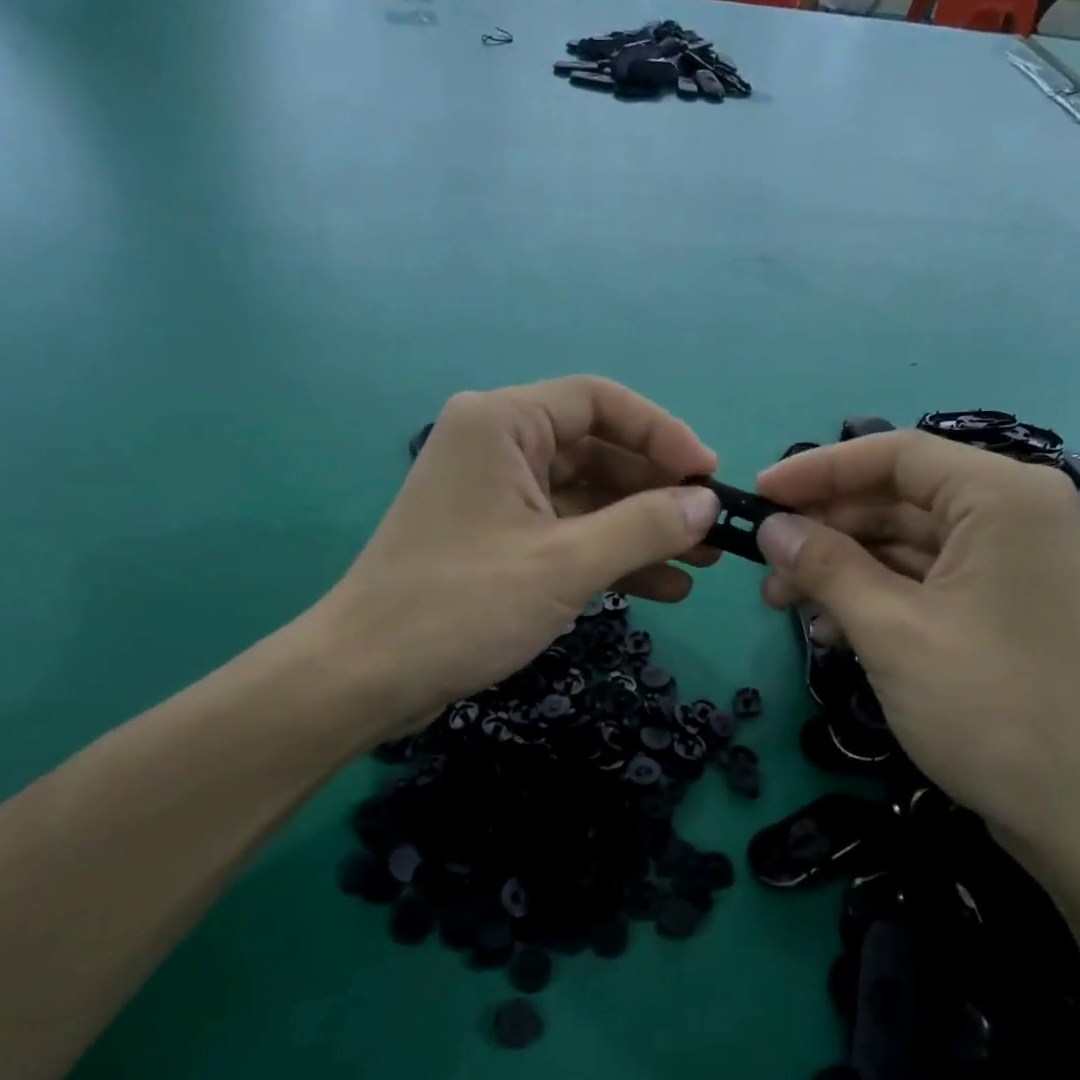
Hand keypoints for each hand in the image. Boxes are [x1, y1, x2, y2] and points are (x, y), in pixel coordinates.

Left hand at [316, 377, 720, 738]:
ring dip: (642, 530)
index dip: (662, 434)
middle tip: (713, 530)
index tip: (708, 475)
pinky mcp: (497, 540)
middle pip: (598, 452)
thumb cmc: (462, 606)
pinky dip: (610, 556)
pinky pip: (567, 533)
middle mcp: (497, 446)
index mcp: (503, 424)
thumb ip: (645, 527)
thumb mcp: (566, 564)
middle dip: (658, 493)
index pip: (600, 402)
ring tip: (702, 564)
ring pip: (587, 498)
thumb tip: (708, 502)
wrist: (366, 678)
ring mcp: (497, 496)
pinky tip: (663, 589)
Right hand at [752, 432, 1079, 864]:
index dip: (818, 471)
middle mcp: (1015, 515)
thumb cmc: (991, 709)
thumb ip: (825, 567)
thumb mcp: (891, 631)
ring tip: (785, 604)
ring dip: (843, 568)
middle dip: (826, 530)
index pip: (895, 455)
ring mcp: (1014, 564)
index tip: (758, 495)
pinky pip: (928, 581)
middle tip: (764, 563)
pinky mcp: (1005, 607)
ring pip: (908, 543)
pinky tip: (832, 630)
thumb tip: (770, 528)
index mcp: (1002, 497)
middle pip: (899, 498)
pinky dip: (877, 597)